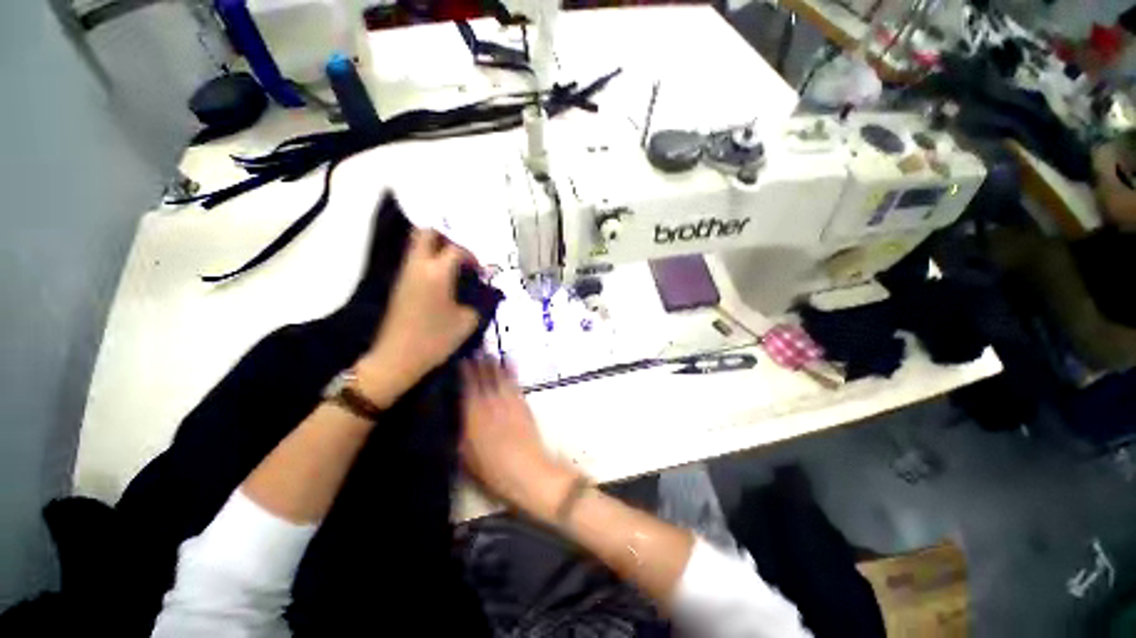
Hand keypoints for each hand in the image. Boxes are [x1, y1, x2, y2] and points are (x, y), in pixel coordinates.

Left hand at [355, 229, 480, 406]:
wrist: (398, 357)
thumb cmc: (436, 339)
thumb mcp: (467, 321)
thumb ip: (480, 300)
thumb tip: (485, 289)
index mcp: (437, 273)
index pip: (456, 249)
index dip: (472, 257)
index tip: (481, 273)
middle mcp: (418, 266)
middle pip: (427, 233)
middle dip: (447, 239)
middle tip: (462, 257)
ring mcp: (405, 274)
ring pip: (418, 246)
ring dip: (438, 249)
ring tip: (455, 270)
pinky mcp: (399, 284)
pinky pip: (415, 261)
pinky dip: (430, 262)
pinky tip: (443, 282)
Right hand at [460, 356, 578, 521]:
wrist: (527, 470)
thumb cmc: (493, 470)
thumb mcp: (466, 456)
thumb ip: (460, 431)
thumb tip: (454, 413)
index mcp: (474, 415)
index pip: (467, 386)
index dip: (464, 371)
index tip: (460, 357)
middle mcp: (491, 402)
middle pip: (484, 377)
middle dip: (479, 361)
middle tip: (474, 347)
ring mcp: (509, 401)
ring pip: (499, 376)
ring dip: (493, 362)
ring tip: (488, 351)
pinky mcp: (523, 403)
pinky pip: (515, 382)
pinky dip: (511, 370)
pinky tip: (509, 360)